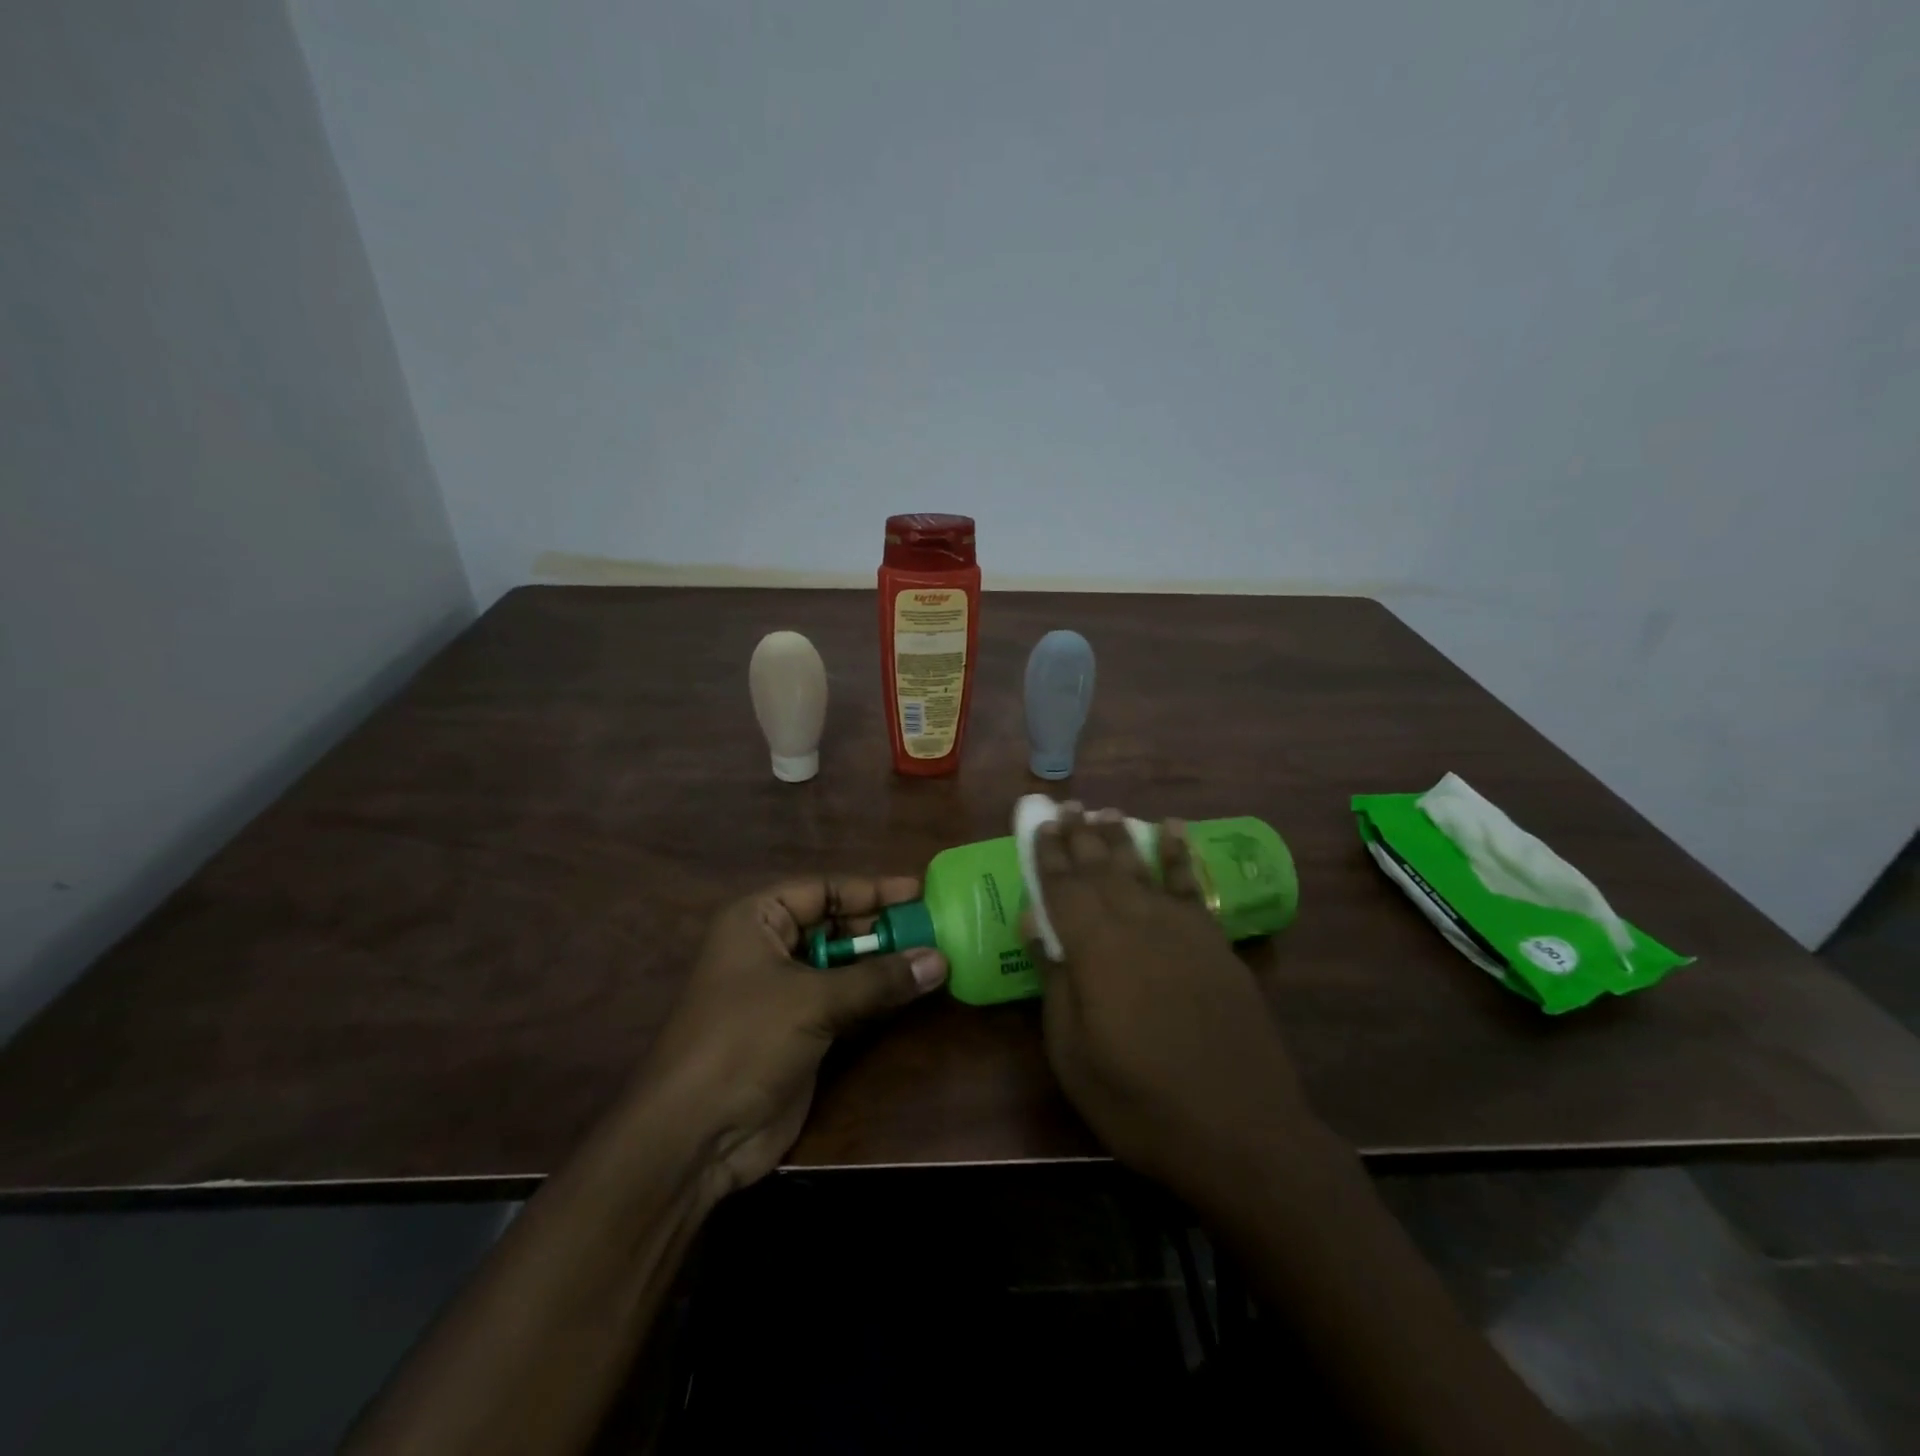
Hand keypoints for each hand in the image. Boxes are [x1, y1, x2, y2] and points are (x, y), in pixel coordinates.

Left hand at [634, 875, 946, 1196]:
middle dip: (882, 928)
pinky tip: (913, 992)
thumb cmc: (746, 1040)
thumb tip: (940, 960)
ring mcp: (785, 991)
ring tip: (936, 955)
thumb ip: (878, 978)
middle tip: (935, 927)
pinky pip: (846, 1001)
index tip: (919, 892)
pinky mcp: (800, 1030)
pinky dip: (876, 996)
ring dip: (884, 963)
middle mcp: (770, 947)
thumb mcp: (812, 1000)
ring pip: (844, 964)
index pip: (823, 889)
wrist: (697, 1134)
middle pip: (836, 924)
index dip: (871, 889)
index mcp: (757, 919)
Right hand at [1031, 806, 1316, 1207]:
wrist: (1242, 1133)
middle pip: (1102, 868)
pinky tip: (1174, 829)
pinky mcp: (1215, 943)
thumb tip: (1033, 922)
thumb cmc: (1141, 1104)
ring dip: (1121, 837)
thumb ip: (1054, 981)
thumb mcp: (1074, 1056)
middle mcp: (1137, 924)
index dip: (1048, 854)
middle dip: (1080, 836)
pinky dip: (1181, 854)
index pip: (1063, 887)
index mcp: (1095, 950)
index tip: (1038, 824)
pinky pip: (1192, 885)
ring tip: (1105, 811)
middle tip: (1067, 807)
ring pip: (1143, 868)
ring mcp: (1181, 930)